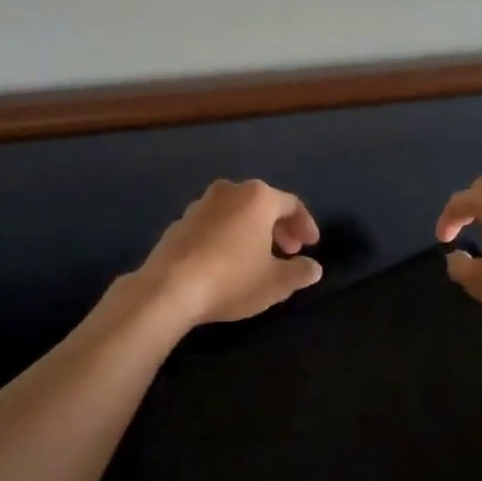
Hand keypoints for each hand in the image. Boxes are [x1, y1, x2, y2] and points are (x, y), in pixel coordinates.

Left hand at [137, 179, 322, 327]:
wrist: (167, 289)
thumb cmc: (231, 279)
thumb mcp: (276, 283)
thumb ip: (300, 272)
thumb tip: (313, 267)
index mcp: (257, 197)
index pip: (291, 204)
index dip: (305, 224)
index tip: (311, 246)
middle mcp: (229, 191)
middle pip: (263, 204)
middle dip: (279, 228)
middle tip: (288, 252)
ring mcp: (200, 204)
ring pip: (236, 212)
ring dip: (252, 230)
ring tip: (258, 257)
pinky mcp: (179, 222)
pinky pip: (213, 223)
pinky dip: (227, 235)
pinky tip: (226, 261)